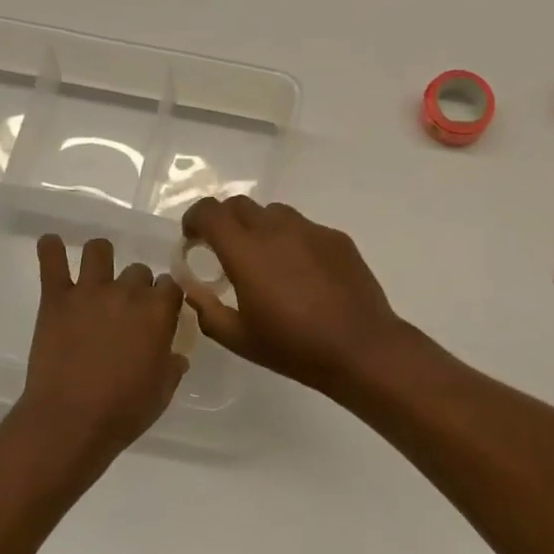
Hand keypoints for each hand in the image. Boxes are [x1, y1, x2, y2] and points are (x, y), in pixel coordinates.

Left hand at [16, 235, 188, 464]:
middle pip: (138, 270)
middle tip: (125, 309)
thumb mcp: (162, 392)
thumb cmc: (124, 411)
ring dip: (100, 258)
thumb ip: (172, 366)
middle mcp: (128, 292)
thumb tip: (176, 356)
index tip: (159, 312)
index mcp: (158, 312)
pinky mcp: (56, 298)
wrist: (70, 420)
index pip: (171, 285)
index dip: (165, 297)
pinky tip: (51, 245)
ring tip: (94, 275)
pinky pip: (52, 260)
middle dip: (135, 285)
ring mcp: (90, 291)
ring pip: (99, 250)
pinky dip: (50, 249)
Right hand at [179, 197, 411, 395]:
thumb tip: (193, 288)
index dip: (194, 219)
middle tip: (224, 250)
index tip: (192, 238)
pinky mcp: (336, 238)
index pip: (210, 212)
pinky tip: (301, 273)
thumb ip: (207, 309)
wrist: (361, 348)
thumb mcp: (239, 338)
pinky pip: (304, 228)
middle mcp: (276, 230)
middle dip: (224, 221)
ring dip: (258, 228)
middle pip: (239, 204)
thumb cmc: (294, 347)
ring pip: (273, 212)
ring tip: (265, 261)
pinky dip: (291, 240)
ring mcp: (310, 230)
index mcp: (246, 252)